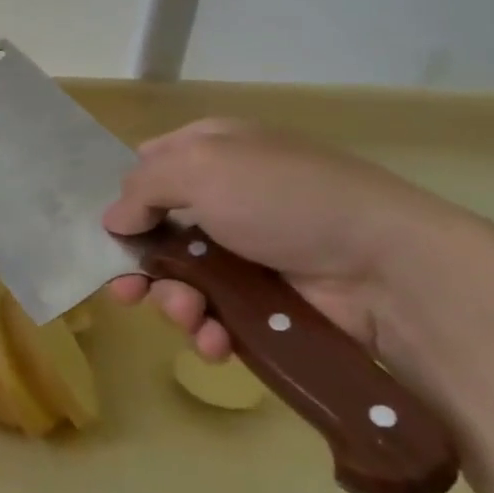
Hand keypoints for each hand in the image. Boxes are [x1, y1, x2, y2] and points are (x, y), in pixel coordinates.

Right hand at [101, 120, 459, 367]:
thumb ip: (142, 187)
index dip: (123, 198)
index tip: (105, 231)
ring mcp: (245, 253)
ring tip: (189, 316)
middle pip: (155, 231)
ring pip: (179, 280)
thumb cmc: (285, 199)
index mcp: (212, 152)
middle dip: (137, 264)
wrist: (388, 268)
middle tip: (125, 293)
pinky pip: (215, 315)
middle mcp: (224, 198)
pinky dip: (207, 330)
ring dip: (172, 302)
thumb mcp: (202, 167)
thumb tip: (112, 220)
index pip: (148, 167)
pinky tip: (214, 340)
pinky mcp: (264, 302)